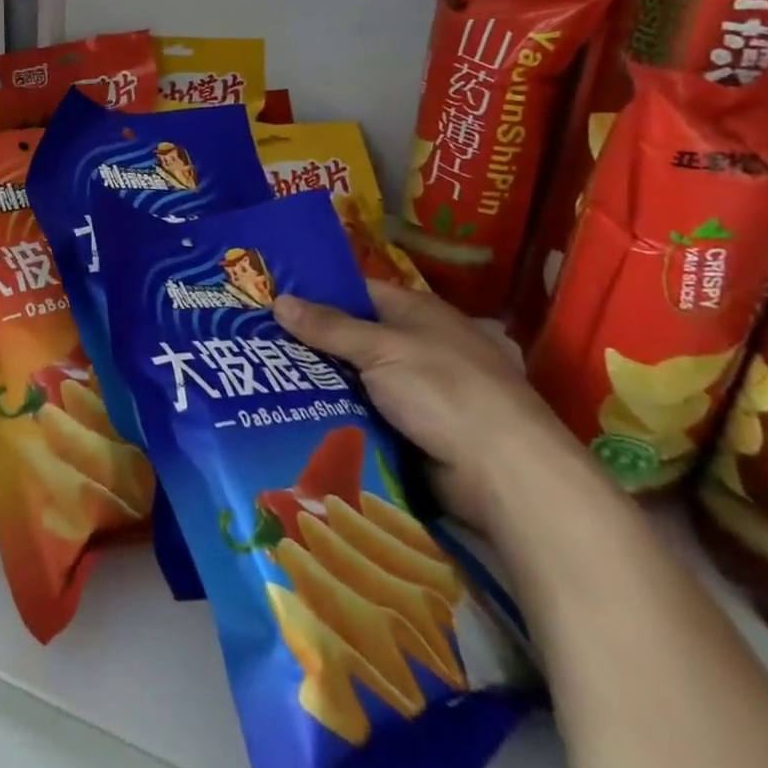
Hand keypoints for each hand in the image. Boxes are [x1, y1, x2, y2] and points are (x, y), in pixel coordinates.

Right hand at [274, 280, 591, 534]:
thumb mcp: (379, 349)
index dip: (319, 294)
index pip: (360, 292)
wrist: (507, 475)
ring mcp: (423, 393)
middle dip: (315, 345)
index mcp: (419, 312)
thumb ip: (328, 327)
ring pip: (360, 382)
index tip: (274, 302)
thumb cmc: (444, 390)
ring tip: (270, 383)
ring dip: (326, 386)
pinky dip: (344, 419)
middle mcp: (421, 346)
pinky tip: (304, 420)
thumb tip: (279, 300)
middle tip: (260, 347)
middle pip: (357, 339)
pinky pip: (371, 418)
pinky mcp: (421, 434)